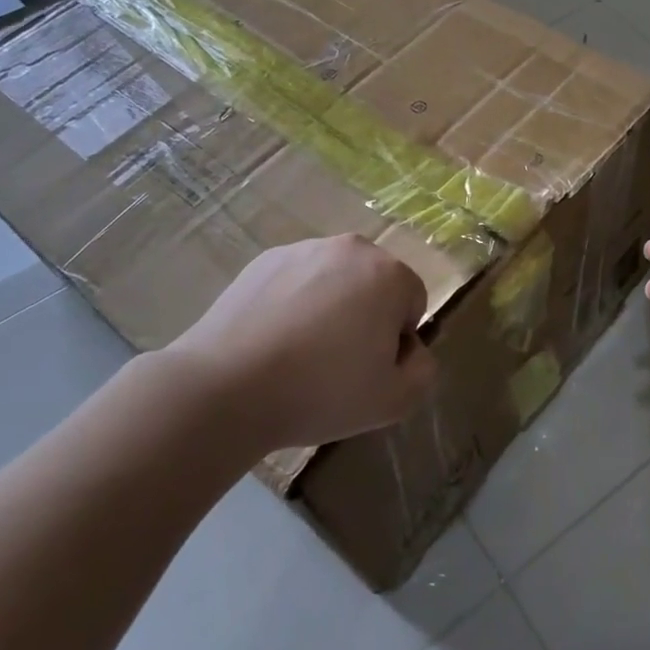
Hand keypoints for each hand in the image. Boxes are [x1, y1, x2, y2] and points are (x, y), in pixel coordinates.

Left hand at [155, 235, 437, 450]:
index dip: (397, 341)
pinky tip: (271, 340)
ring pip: (335, 279)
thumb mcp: (394, 401)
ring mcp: (304, 250)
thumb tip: (411, 350)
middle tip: (337, 362)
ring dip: (330, 306)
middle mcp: (352, 249)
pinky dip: (293, 302)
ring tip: (299, 353)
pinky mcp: (264, 260)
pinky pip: (296, 280)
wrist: (226, 387)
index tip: (368, 370)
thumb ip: (423, 371)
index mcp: (389, 274)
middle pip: (375, 284)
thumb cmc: (321, 391)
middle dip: (366, 315)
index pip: (412, 303)